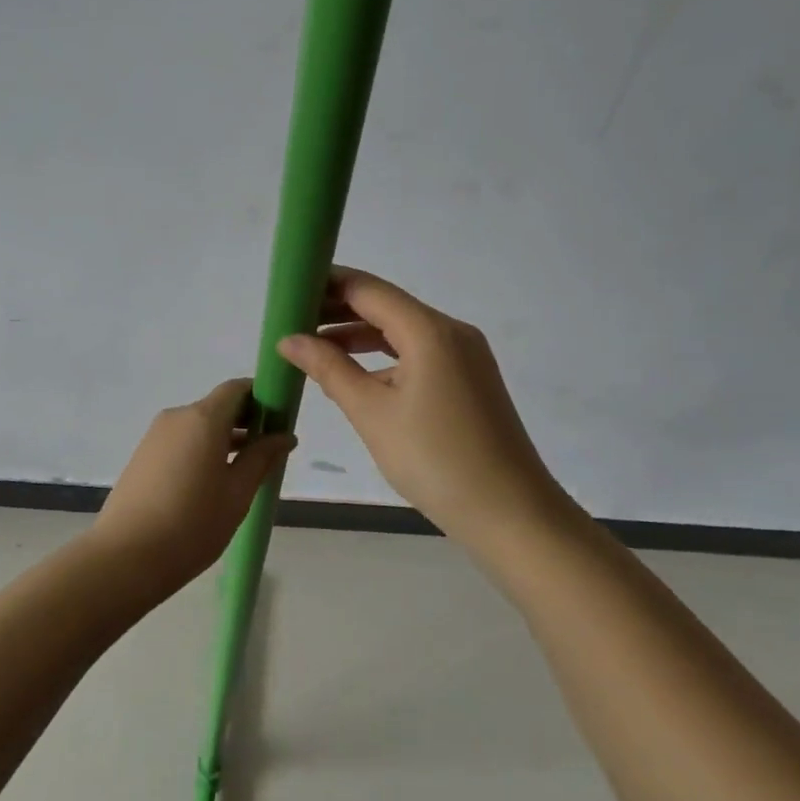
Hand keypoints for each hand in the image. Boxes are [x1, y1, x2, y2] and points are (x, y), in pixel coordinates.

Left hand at [88, 379, 295, 591]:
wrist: (125, 556)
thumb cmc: (192, 524)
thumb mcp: (237, 494)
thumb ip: (262, 459)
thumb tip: (285, 436)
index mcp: (203, 418)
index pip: (236, 388)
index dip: (262, 398)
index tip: (280, 421)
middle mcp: (177, 417)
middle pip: (218, 406)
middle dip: (246, 422)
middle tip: (269, 452)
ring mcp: (156, 435)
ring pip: (199, 426)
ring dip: (224, 439)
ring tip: (245, 472)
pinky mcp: (143, 455)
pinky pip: (181, 441)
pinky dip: (202, 450)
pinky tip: (212, 484)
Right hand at [277, 267, 563, 539]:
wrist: (512, 516)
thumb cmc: (436, 460)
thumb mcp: (372, 413)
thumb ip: (328, 369)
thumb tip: (288, 339)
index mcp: (429, 331)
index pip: (367, 289)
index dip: (325, 284)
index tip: (287, 292)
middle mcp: (450, 332)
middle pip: (384, 306)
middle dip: (337, 310)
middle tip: (290, 322)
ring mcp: (464, 356)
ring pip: (400, 331)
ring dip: (357, 336)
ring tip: (312, 349)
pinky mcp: (468, 381)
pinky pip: (417, 354)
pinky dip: (382, 359)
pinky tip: (354, 378)